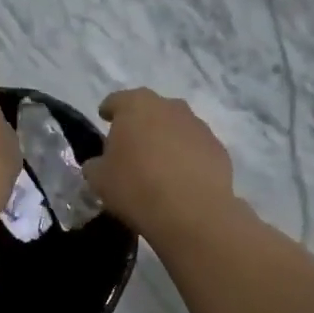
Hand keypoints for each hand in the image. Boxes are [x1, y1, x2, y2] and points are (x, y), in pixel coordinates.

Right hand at [84, 88, 237, 245]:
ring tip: (158, 165)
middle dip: (140, 124)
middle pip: (150, 110)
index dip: (109, 110)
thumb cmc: (136, 187)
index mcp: (136, 105)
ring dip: (166, 139)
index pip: (117, 100)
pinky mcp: (218, 148)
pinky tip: (180, 179)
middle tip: (131, 146)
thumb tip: (100, 163)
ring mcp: (198, 126)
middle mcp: (170, 107)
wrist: (192, 212)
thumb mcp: (99, 179)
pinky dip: (187, 157)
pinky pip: (195, 148)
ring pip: (175, 127)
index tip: (104, 119)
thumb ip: (95, 165)